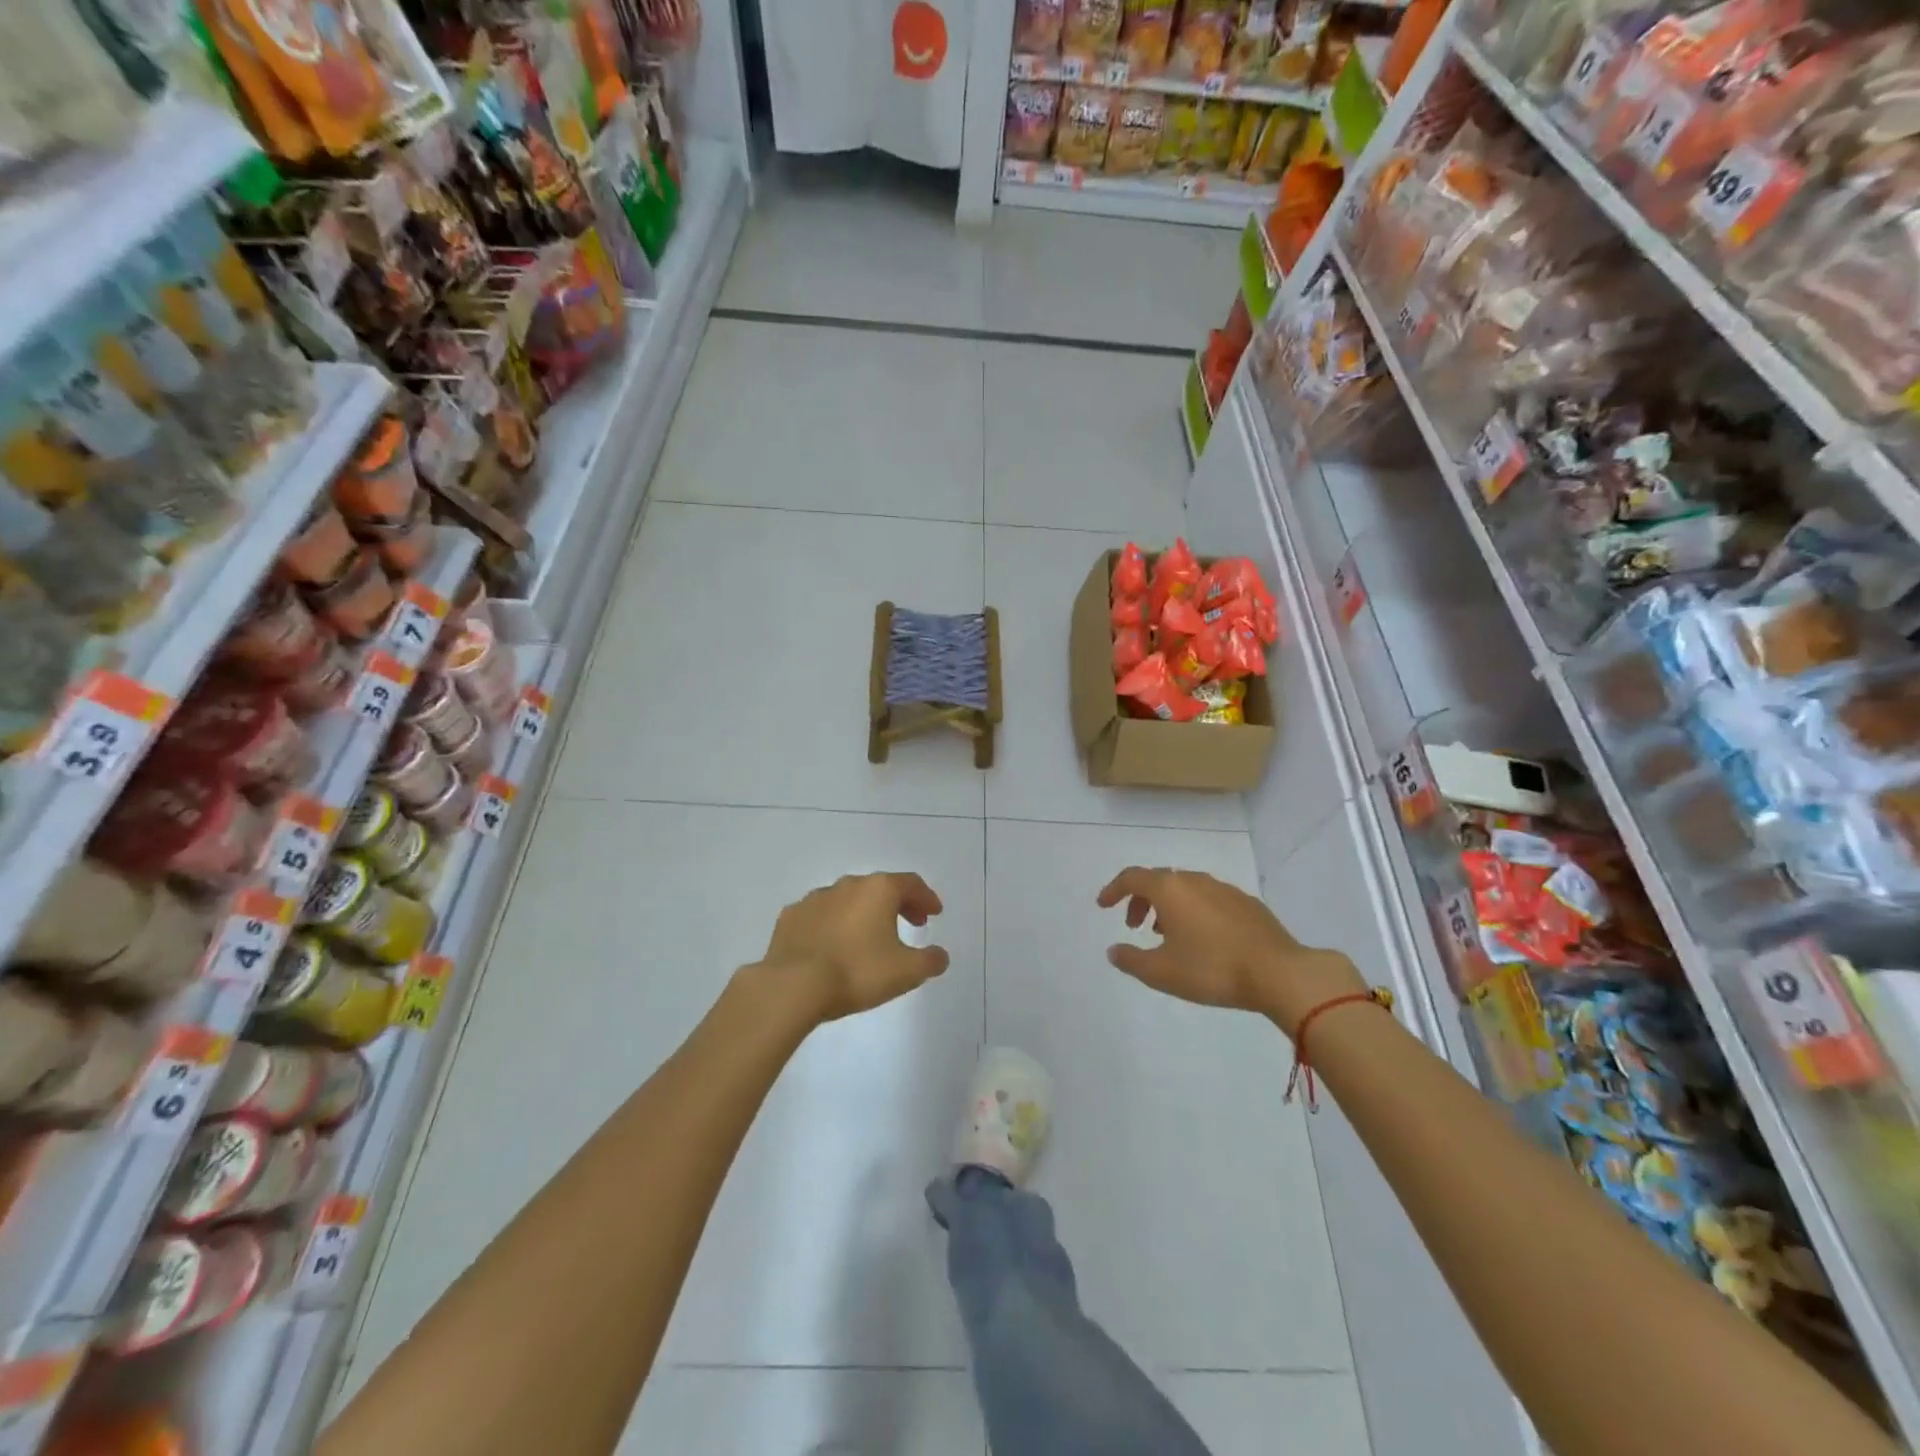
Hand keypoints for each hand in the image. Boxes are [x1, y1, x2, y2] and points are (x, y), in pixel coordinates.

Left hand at [759, 873, 950, 1022]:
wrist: (792, 986)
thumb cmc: (857, 972)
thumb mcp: (906, 972)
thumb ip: (930, 961)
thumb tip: (939, 955)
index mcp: (878, 890)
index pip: (911, 884)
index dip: (926, 898)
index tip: (934, 913)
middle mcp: (847, 885)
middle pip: (880, 887)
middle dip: (898, 904)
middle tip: (911, 924)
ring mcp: (815, 898)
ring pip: (848, 899)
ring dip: (864, 913)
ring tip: (870, 937)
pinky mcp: (790, 917)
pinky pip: (820, 915)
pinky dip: (833, 924)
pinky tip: (833, 945)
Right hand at [1096, 867, 1366, 1035]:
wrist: (1279, 972)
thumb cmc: (1212, 969)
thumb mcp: (1162, 972)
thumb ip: (1131, 960)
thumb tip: (1114, 950)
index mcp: (1170, 889)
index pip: (1132, 877)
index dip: (1113, 890)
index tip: (1103, 905)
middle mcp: (1195, 880)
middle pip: (1158, 880)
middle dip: (1141, 899)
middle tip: (1135, 926)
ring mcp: (1224, 889)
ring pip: (1185, 888)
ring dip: (1169, 906)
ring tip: (1167, 935)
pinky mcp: (1247, 904)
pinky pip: (1209, 899)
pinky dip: (1194, 911)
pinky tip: (1203, 939)